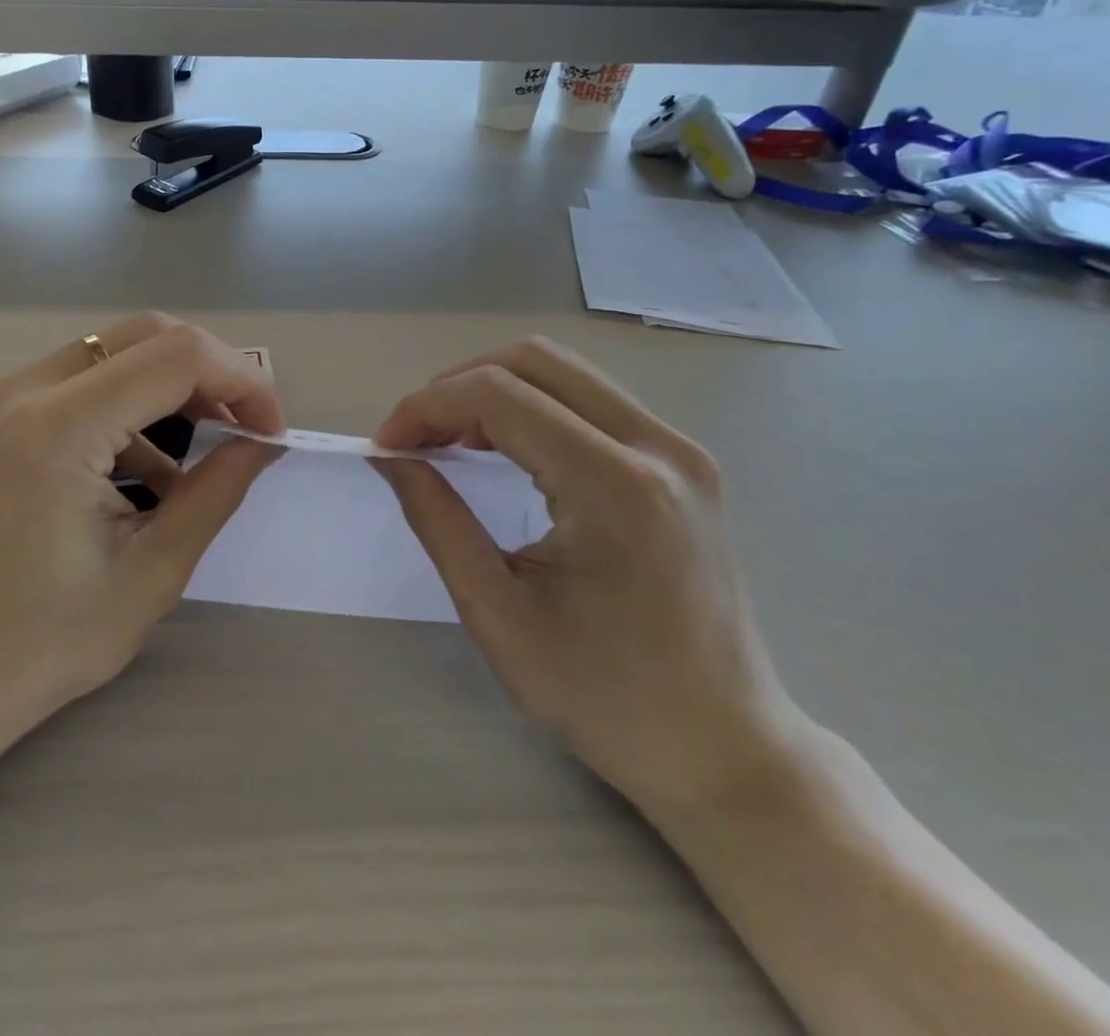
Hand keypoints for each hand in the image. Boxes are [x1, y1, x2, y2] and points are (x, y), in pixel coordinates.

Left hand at [0, 313, 282, 738]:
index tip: (270, 432)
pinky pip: (82, 383)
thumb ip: (214, 494)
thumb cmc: (39, 645)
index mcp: (59, 427)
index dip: (242, 382)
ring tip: (208, 448)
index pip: (178, 356)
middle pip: (147, 336)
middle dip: (212, 373)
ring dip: (172, 388)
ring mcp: (1, 398)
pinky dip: (130, 408)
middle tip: (246, 429)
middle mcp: (24, 390)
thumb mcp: (150, 574)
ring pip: (115, 353)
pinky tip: (149, 472)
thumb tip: (262, 446)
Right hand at [371, 337, 799, 816]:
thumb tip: (391, 458)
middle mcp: (657, 446)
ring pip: (563, 371)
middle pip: (534, 361)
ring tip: (450, 442)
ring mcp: (679, 449)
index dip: (427, 407)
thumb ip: (437, 521)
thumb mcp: (498, 615)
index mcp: (614, 487)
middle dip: (457, 386)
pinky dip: (531, 407)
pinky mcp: (683, 462)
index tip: (387, 446)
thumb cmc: (605, 698)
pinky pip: (590, 400)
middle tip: (416, 438)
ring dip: (493, 391)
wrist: (723, 748)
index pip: (499, 396)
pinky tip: (503, 447)